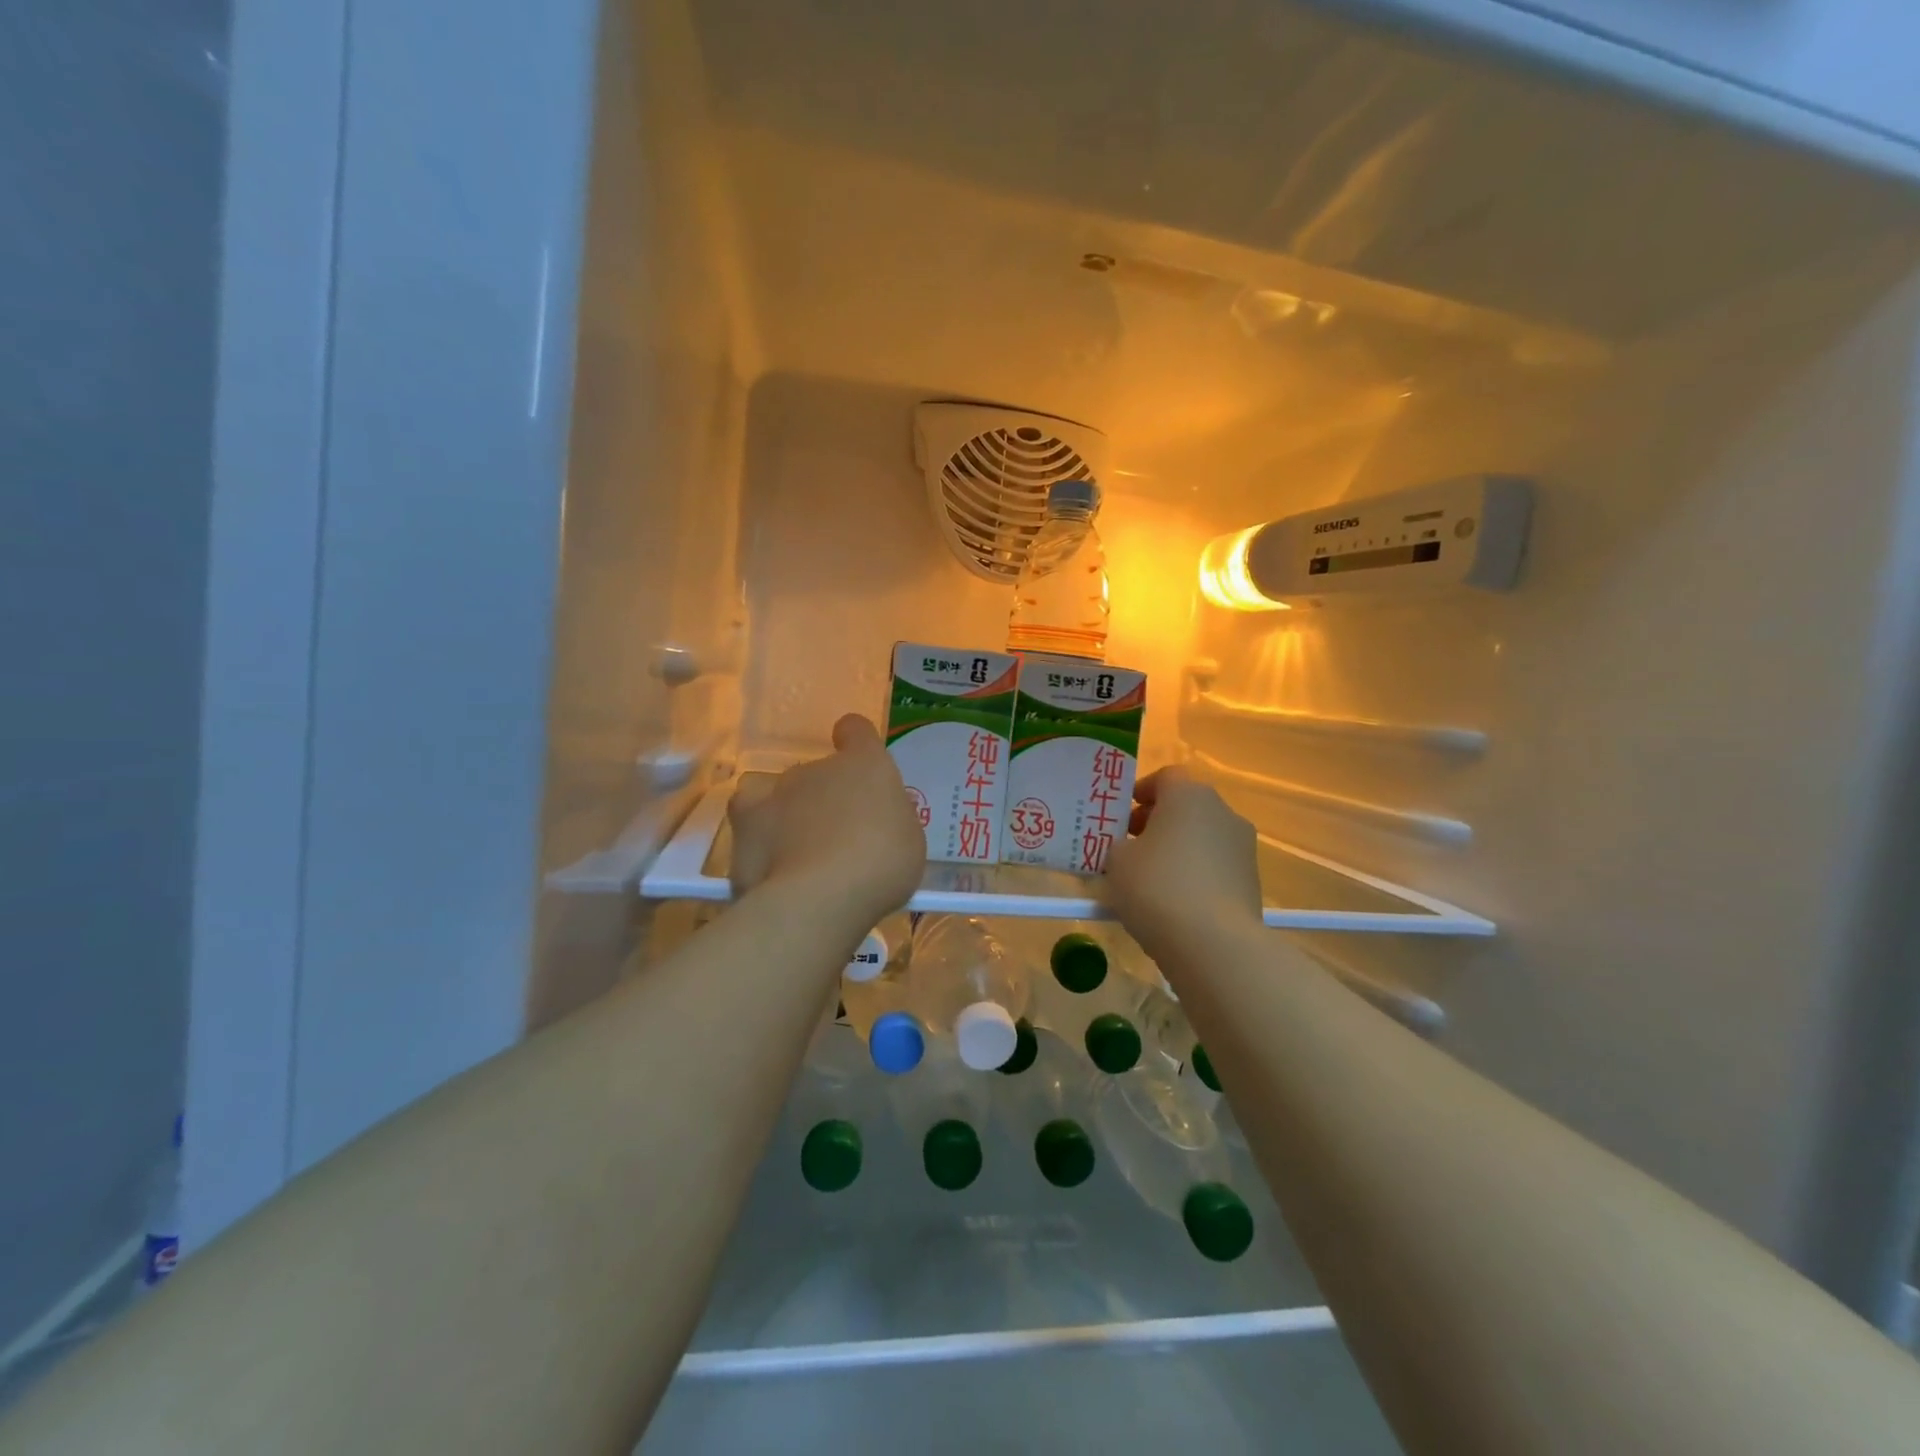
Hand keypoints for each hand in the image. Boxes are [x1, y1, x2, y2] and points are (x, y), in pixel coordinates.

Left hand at [727, 714, 925, 930]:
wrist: (820, 897)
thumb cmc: (882, 865)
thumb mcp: (908, 840)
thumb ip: (889, 819)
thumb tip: (875, 819)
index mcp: (865, 764)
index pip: (856, 731)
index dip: (856, 741)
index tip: (857, 761)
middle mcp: (818, 768)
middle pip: (820, 771)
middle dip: (826, 797)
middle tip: (839, 837)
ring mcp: (777, 791)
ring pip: (783, 792)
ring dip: (791, 812)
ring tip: (800, 850)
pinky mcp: (746, 823)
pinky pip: (750, 816)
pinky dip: (758, 832)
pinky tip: (768, 857)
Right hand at [1105, 766, 1263, 962]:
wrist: (1214, 944)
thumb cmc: (1157, 888)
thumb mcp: (1117, 862)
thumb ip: (1118, 846)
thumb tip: (1128, 849)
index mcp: (1189, 795)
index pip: (1165, 777)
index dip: (1141, 792)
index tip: (1121, 818)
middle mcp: (1223, 812)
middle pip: (1185, 806)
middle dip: (1157, 823)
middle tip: (1130, 848)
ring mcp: (1243, 846)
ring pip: (1202, 837)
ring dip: (1178, 850)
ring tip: (1150, 881)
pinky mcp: (1252, 880)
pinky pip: (1215, 867)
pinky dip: (1196, 875)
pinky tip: (1175, 904)